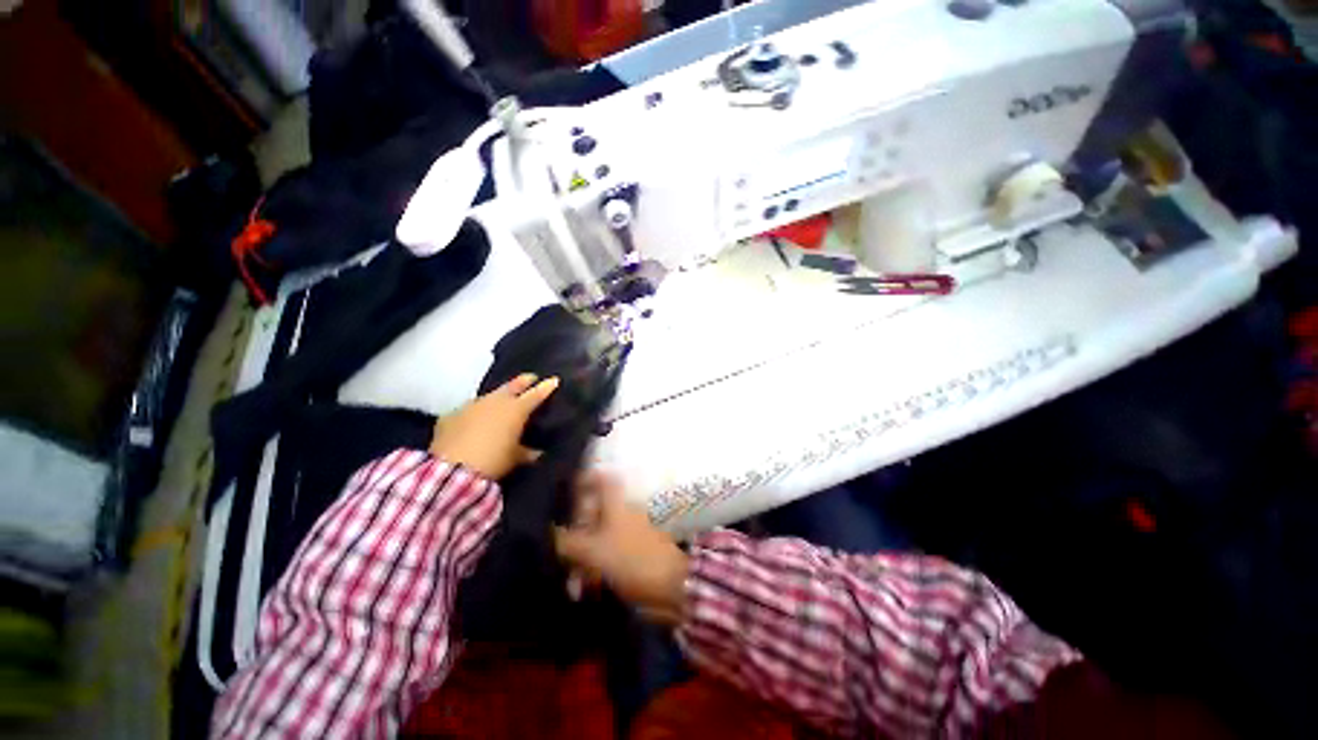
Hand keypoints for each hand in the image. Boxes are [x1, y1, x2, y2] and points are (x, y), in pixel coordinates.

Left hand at [429, 373, 558, 479]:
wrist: (452, 470)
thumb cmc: (493, 460)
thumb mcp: (514, 458)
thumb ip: (527, 452)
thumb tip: (538, 452)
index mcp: (516, 409)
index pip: (536, 394)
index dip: (546, 386)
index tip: (554, 380)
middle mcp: (495, 401)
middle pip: (512, 385)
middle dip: (524, 381)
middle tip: (531, 378)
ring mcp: (471, 405)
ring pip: (489, 396)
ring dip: (497, 398)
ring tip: (501, 401)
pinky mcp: (451, 415)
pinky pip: (468, 410)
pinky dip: (474, 413)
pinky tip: (473, 420)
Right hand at [555, 471, 688, 624]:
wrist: (672, 585)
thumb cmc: (631, 559)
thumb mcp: (594, 550)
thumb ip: (568, 541)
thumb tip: (548, 531)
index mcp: (617, 504)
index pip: (601, 480)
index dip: (584, 480)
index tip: (564, 494)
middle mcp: (623, 513)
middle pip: (594, 512)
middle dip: (574, 532)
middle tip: (559, 552)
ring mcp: (629, 534)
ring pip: (598, 538)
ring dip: (582, 558)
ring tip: (571, 584)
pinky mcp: (634, 555)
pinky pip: (608, 557)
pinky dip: (595, 570)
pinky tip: (585, 590)